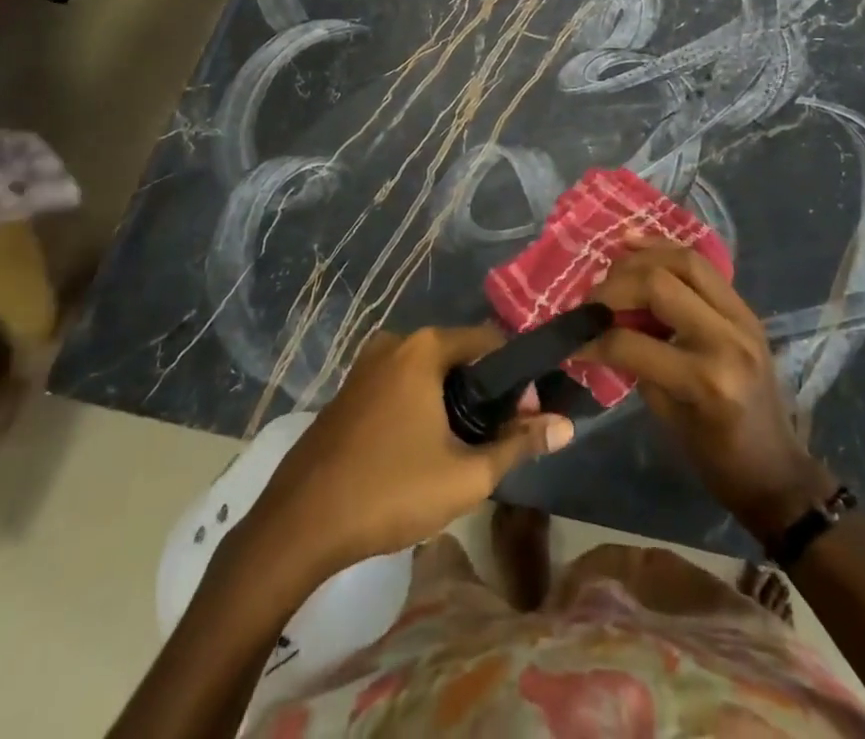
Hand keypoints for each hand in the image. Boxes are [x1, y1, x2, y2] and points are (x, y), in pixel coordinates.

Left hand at [250, 326, 573, 579]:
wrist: (299, 524)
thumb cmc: (390, 491)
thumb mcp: (465, 476)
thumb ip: (518, 445)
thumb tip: (565, 425)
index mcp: (424, 348)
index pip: (489, 340)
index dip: (516, 376)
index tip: (525, 417)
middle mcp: (395, 342)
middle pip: (459, 354)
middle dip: (484, 391)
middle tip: (496, 440)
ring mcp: (367, 364)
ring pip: (428, 372)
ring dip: (452, 401)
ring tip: (462, 450)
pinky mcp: (350, 389)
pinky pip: (401, 384)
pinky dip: (421, 405)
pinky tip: (421, 449)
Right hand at [589, 237, 836, 542]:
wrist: (777, 469)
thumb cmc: (717, 458)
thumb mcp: (668, 418)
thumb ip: (636, 365)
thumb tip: (599, 331)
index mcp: (706, 380)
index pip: (633, 341)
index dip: (594, 338)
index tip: (572, 340)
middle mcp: (727, 338)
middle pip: (659, 283)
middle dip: (614, 286)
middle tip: (590, 301)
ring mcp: (742, 318)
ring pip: (685, 261)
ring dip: (642, 258)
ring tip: (611, 266)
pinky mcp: (746, 309)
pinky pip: (703, 267)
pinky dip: (667, 251)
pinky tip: (637, 244)